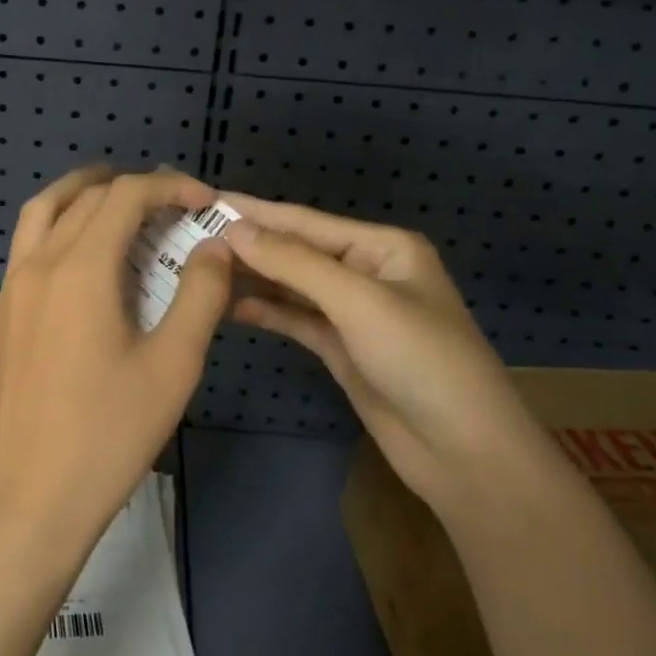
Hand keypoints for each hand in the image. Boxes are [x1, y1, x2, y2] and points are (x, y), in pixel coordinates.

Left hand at [0, 167, 233, 560]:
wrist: (31, 497)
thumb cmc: (109, 433)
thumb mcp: (172, 365)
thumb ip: (200, 296)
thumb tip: (214, 248)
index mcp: (80, 268)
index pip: (125, 195)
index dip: (168, 186)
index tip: (204, 201)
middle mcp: (39, 263)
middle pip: (84, 195)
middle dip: (131, 187)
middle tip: (172, 204)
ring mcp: (12, 287)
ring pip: (43, 210)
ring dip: (83, 192)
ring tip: (120, 203)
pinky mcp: (1, 312)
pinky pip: (28, 243)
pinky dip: (58, 224)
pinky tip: (84, 258)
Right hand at [221, 195, 548, 512]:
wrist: (464, 454)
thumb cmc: (421, 360)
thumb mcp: (358, 301)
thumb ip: (293, 263)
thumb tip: (233, 229)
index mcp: (383, 247)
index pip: (306, 221)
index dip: (256, 212)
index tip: (206, 201)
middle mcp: (367, 272)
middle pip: (297, 252)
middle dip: (250, 245)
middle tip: (191, 238)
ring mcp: (353, 312)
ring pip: (292, 285)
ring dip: (253, 277)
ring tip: (200, 268)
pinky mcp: (342, 348)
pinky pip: (295, 319)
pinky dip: (266, 310)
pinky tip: (229, 305)